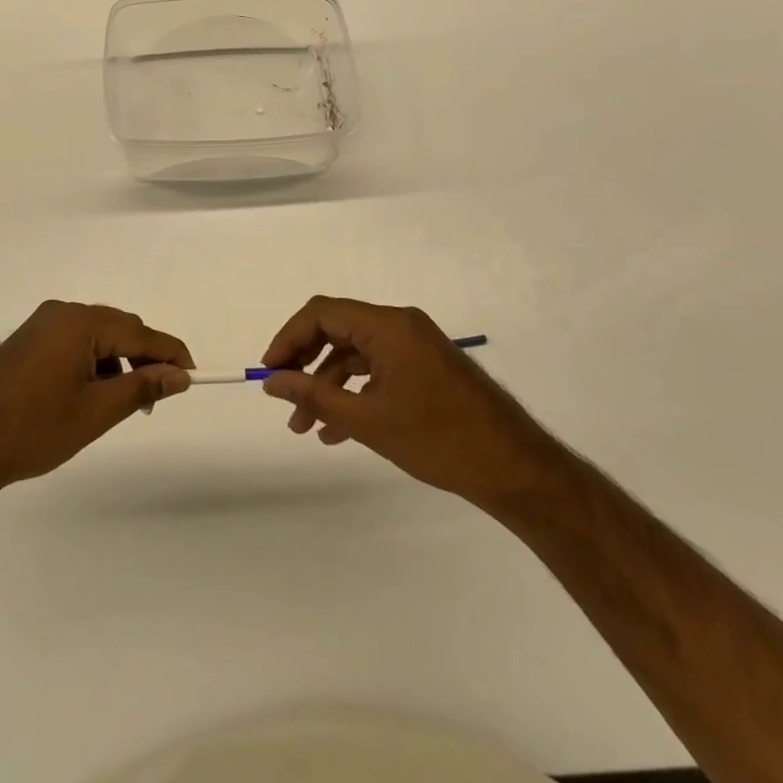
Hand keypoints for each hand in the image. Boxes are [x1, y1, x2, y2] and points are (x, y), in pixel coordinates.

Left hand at [0, 301, 193, 513]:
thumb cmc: (33, 428)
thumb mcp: (96, 411)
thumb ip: (142, 387)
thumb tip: (180, 375)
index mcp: (80, 322)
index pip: (140, 332)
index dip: (170, 353)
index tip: (193, 375)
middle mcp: (61, 312)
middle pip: (119, 328)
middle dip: (143, 359)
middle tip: (156, 398)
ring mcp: (40, 324)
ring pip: (96, 336)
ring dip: (117, 362)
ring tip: (123, 402)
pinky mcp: (27, 340)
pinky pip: (73, 341)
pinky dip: (92, 362)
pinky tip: (91, 393)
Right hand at [260, 296, 553, 509]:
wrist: (514, 469)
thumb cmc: (438, 440)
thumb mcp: (368, 420)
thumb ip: (314, 395)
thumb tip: (272, 381)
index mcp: (388, 325)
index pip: (322, 313)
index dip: (288, 338)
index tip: (269, 372)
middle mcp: (400, 324)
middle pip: (337, 330)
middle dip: (305, 365)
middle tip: (283, 399)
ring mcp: (415, 345)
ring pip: (355, 353)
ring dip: (327, 385)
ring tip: (305, 427)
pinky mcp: (425, 366)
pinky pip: (377, 368)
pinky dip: (354, 391)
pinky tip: (338, 430)